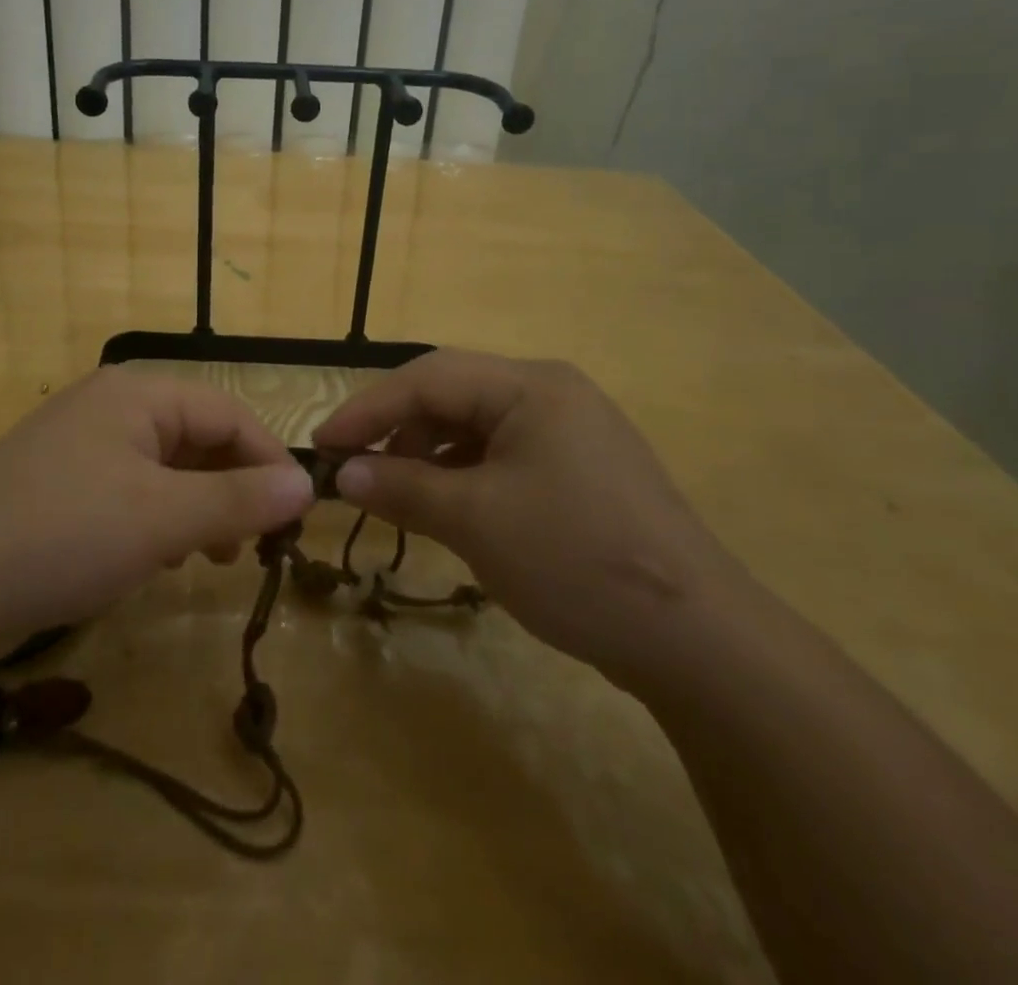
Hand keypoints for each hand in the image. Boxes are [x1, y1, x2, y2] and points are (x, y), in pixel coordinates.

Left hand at [0, 368, 313, 664]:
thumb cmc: (66, 535)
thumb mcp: (164, 518)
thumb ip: (239, 499)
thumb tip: (306, 486)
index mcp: (138, 394)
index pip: (229, 413)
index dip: (268, 461)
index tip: (296, 516)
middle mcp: (110, 406)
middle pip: (197, 436)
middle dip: (232, 488)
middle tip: (252, 545)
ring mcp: (80, 444)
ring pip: (166, 466)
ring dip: (199, 506)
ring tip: (210, 556)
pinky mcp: (60, 482)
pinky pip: (131, 488)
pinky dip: (159, 518)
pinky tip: (159, 557)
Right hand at [314, 349, 741, 681]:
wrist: (697, 639)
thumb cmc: (575, 560)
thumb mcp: (475, 521)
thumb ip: (402, 488)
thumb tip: (342, 475)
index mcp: (531, 386)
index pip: (427, 378)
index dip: (367, 410)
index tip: (320, 446)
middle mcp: (552, 393)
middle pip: (452, 394)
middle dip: (397, 429)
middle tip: (354, 471)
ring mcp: (571, 431)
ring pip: (476, 426)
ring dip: (428, 454)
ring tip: (397, 494)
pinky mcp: (580, 470)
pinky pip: (503, 455)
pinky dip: (463, 475)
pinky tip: (447, 507)